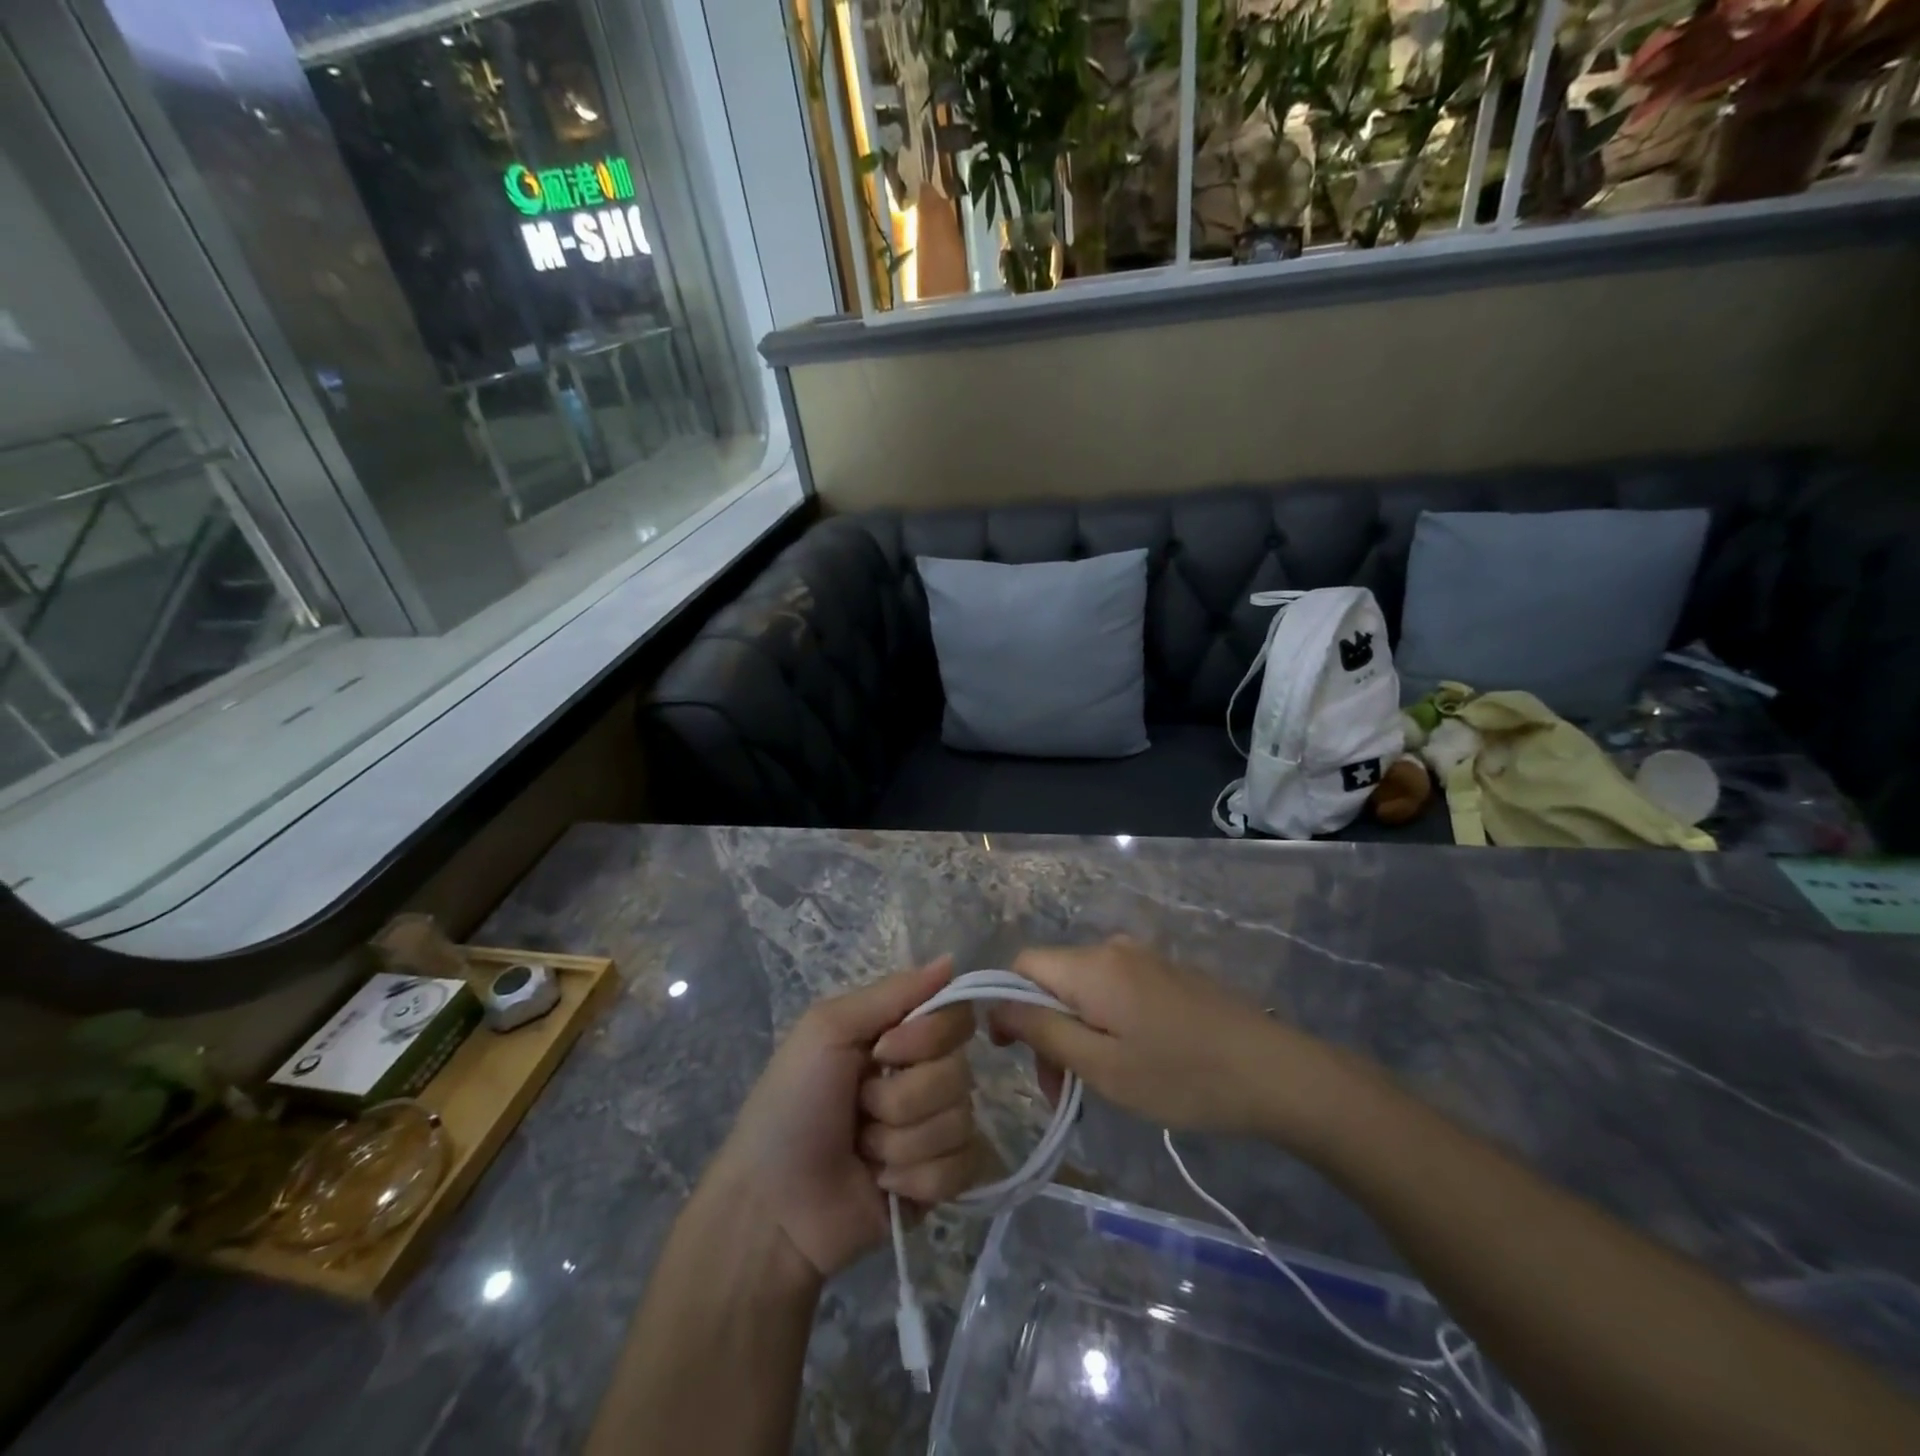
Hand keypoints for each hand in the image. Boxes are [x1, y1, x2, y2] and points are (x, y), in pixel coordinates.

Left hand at [714, 956, 983, 1278]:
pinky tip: (883, 1184)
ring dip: (902, 1141)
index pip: (957, 1017)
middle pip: (960, 1072)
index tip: (883, 1050)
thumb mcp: (827, 1030)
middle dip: (903, 1098)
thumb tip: (952, 959)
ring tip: (864, 1150)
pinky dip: (918, 1178)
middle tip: (860, 1108)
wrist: (772, 1207)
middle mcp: (925, 1076)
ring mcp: (935, 1130)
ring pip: (960, 1121)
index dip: (928, 1037)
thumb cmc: (792, 1105)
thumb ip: (892, 993)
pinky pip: (964, 1167)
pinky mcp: (942, 1182)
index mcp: (900, 1036)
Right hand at [991, 937, 1345, 1140]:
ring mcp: (1143, 958)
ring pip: (1083, 987)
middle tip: (1060, 1090)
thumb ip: (1042, 1030)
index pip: (1022, 965)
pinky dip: (1104, 1022)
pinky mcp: (1166, 973)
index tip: (1014, 1054)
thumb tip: (996, 1006)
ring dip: (1074, 1031)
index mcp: (1091, 966)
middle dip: (1044, 1028)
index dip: (1006, 1004)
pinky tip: (1129, 1061)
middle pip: (1052, 979)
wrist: (1274, 1072)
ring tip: (1096, 1084)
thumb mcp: (1101, 1066)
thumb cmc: (1180, 1076)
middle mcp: (1112, 948)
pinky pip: (1113, 989)